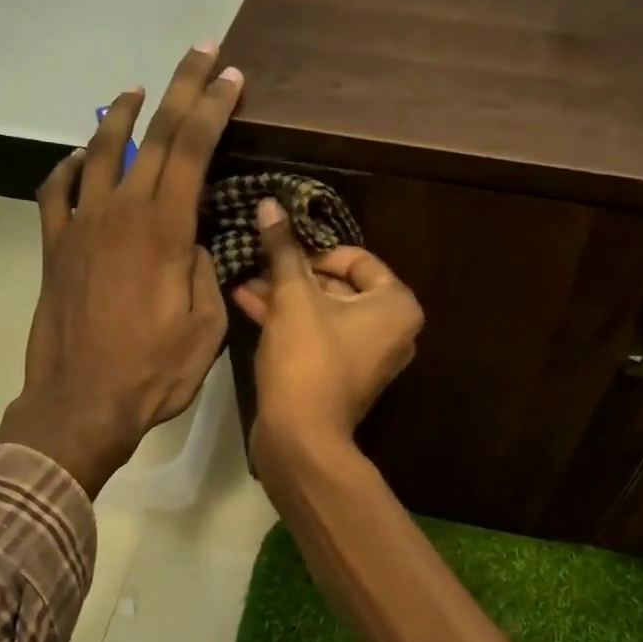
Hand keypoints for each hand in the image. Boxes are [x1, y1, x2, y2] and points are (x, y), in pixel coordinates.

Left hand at [0, 45, 238, 495]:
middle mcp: (119, 212)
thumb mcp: (206, 327)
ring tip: (137, 91)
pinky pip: (57, 191)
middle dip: (180, 90)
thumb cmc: (153, 372)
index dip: (213, 107)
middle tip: (199, 53)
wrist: (81, 404)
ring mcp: (80, 226)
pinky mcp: (54, 248)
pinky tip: (78, 160)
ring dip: (121, 116)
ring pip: (98, 151)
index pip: (192, 149)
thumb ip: (204, 272)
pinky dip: (69, 167)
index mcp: (163, 229)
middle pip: (152, 136)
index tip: (230, 75)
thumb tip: (192, 241)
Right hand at [233, 198, 422, 473]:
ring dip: (285, 296)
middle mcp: (392, 330)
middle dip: (294, 274)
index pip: (357, 259)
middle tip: (258, 262)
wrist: (301, 436)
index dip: (315, 251)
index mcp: (397, 305)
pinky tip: (249, 303)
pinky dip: (291, 322)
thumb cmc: (307, 358)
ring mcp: (368, 356)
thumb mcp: (292, 297)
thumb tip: (271, 204)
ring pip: (324, 313)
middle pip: (339, 286)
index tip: (281, 250)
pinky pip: (319, 337)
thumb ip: (283, 249)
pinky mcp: (343, 376)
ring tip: (245, 280)